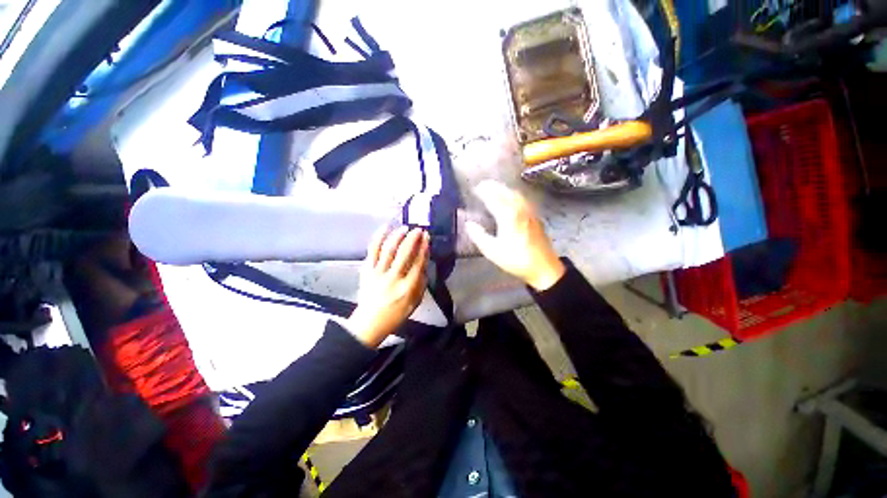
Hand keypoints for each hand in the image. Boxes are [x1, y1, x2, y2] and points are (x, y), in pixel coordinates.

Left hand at [345, 226, 429, 346]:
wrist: (370, 322)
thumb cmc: (396, 314)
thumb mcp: (416, 301)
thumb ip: (421, 281)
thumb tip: (424, 261)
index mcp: (407, 288)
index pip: (418, 263)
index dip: (424, 248)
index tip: (427, 237)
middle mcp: (393, 279)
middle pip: (404, 254)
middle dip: (413, 238)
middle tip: (418, 229)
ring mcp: (377, 274)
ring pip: (388, 249)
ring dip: (397, 236)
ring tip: (404, 228)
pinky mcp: (366, 271)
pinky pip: (372, 251)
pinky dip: (378, 238)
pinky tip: (385, 229)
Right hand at [465, 180, 564, 290]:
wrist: (544, 267)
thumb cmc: (516, 259)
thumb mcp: (493, 251)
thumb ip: (479, 236)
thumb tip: (468, 224)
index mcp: (508, 216)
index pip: (493, 198)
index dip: (483, 192)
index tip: (475, 188)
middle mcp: (520, 209)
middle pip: (506, 192)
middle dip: (493, 186)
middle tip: (483, 185)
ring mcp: (530, 212)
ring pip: (516, 194)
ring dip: (504, 189)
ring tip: (494, 189)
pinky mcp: (535, 217)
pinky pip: (522, 199)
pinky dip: (513, 194)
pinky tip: (510, 199)